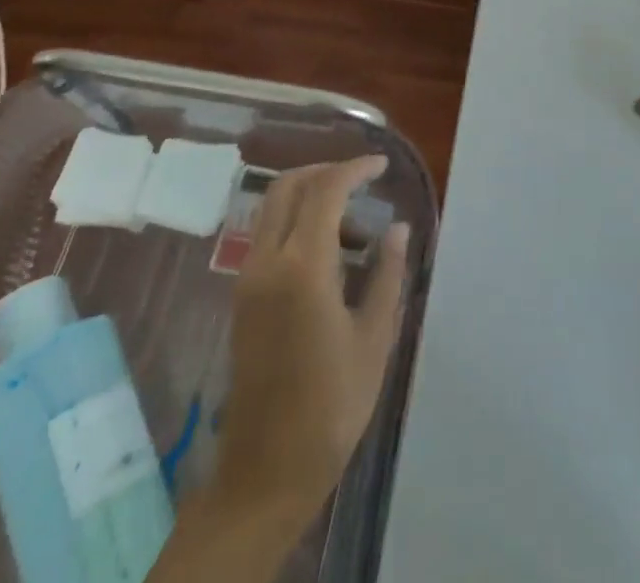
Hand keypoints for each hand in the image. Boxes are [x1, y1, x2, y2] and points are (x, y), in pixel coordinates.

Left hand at [205, 155, 409, 530]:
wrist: (266, 472)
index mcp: (302, 268)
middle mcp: (266, 263)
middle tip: (363, 181)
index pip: (325, 190)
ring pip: (273, 210)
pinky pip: (268, 238)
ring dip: (312, 199)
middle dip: (326, 172)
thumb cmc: (331, 406)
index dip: (355, 169)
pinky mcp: (242, 299)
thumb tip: (397, 228)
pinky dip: (297, 225)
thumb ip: (387, 274)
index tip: (382, 166)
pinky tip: (331, 256)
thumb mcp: (374, 337)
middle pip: (287, 187)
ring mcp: (248, 280)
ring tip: (356, 232)